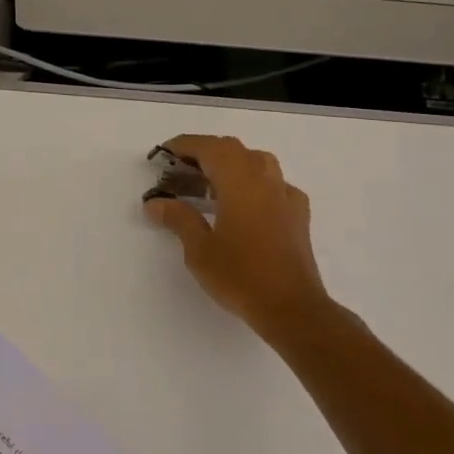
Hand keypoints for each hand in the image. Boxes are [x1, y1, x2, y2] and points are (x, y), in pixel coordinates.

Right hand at [144, 134, 335, 333]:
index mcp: (239, 182)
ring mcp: (285, 195)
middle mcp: (265, 180)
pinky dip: (253, 184)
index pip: (210, 148)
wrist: (291, 307)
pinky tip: (244, 205)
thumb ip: (179, 219)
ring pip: (257, 162)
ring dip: (231, 164)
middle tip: (180, 169)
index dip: (185, 145)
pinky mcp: (297, 214)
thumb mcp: (199, 249)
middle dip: (205, 153)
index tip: (164, 152)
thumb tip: (155, 202)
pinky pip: (273, 184)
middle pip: (233, 150)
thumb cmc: (240, 276)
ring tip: (209, 183)